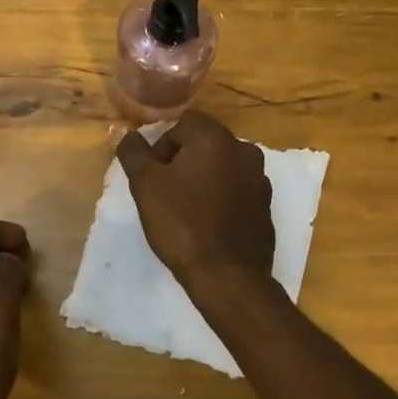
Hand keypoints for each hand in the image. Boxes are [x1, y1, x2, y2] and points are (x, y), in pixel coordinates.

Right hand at [116, 110, 274, 296]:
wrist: (227, 275)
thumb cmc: (182, 224)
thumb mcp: (145, 186)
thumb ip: (135, 153)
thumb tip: (131, 136)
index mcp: (216, 139)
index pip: (184, 123)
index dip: (163, 144)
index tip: (153, 174)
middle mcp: (244, 151)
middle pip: (206, 142)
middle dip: (183, 160)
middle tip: (165, 191)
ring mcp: (260, 179)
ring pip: (223, 166)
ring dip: (203, 178)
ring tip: (186, 208)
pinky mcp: (266, 205)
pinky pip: (238, 189)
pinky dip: (222, 197)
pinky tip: (208, 222)